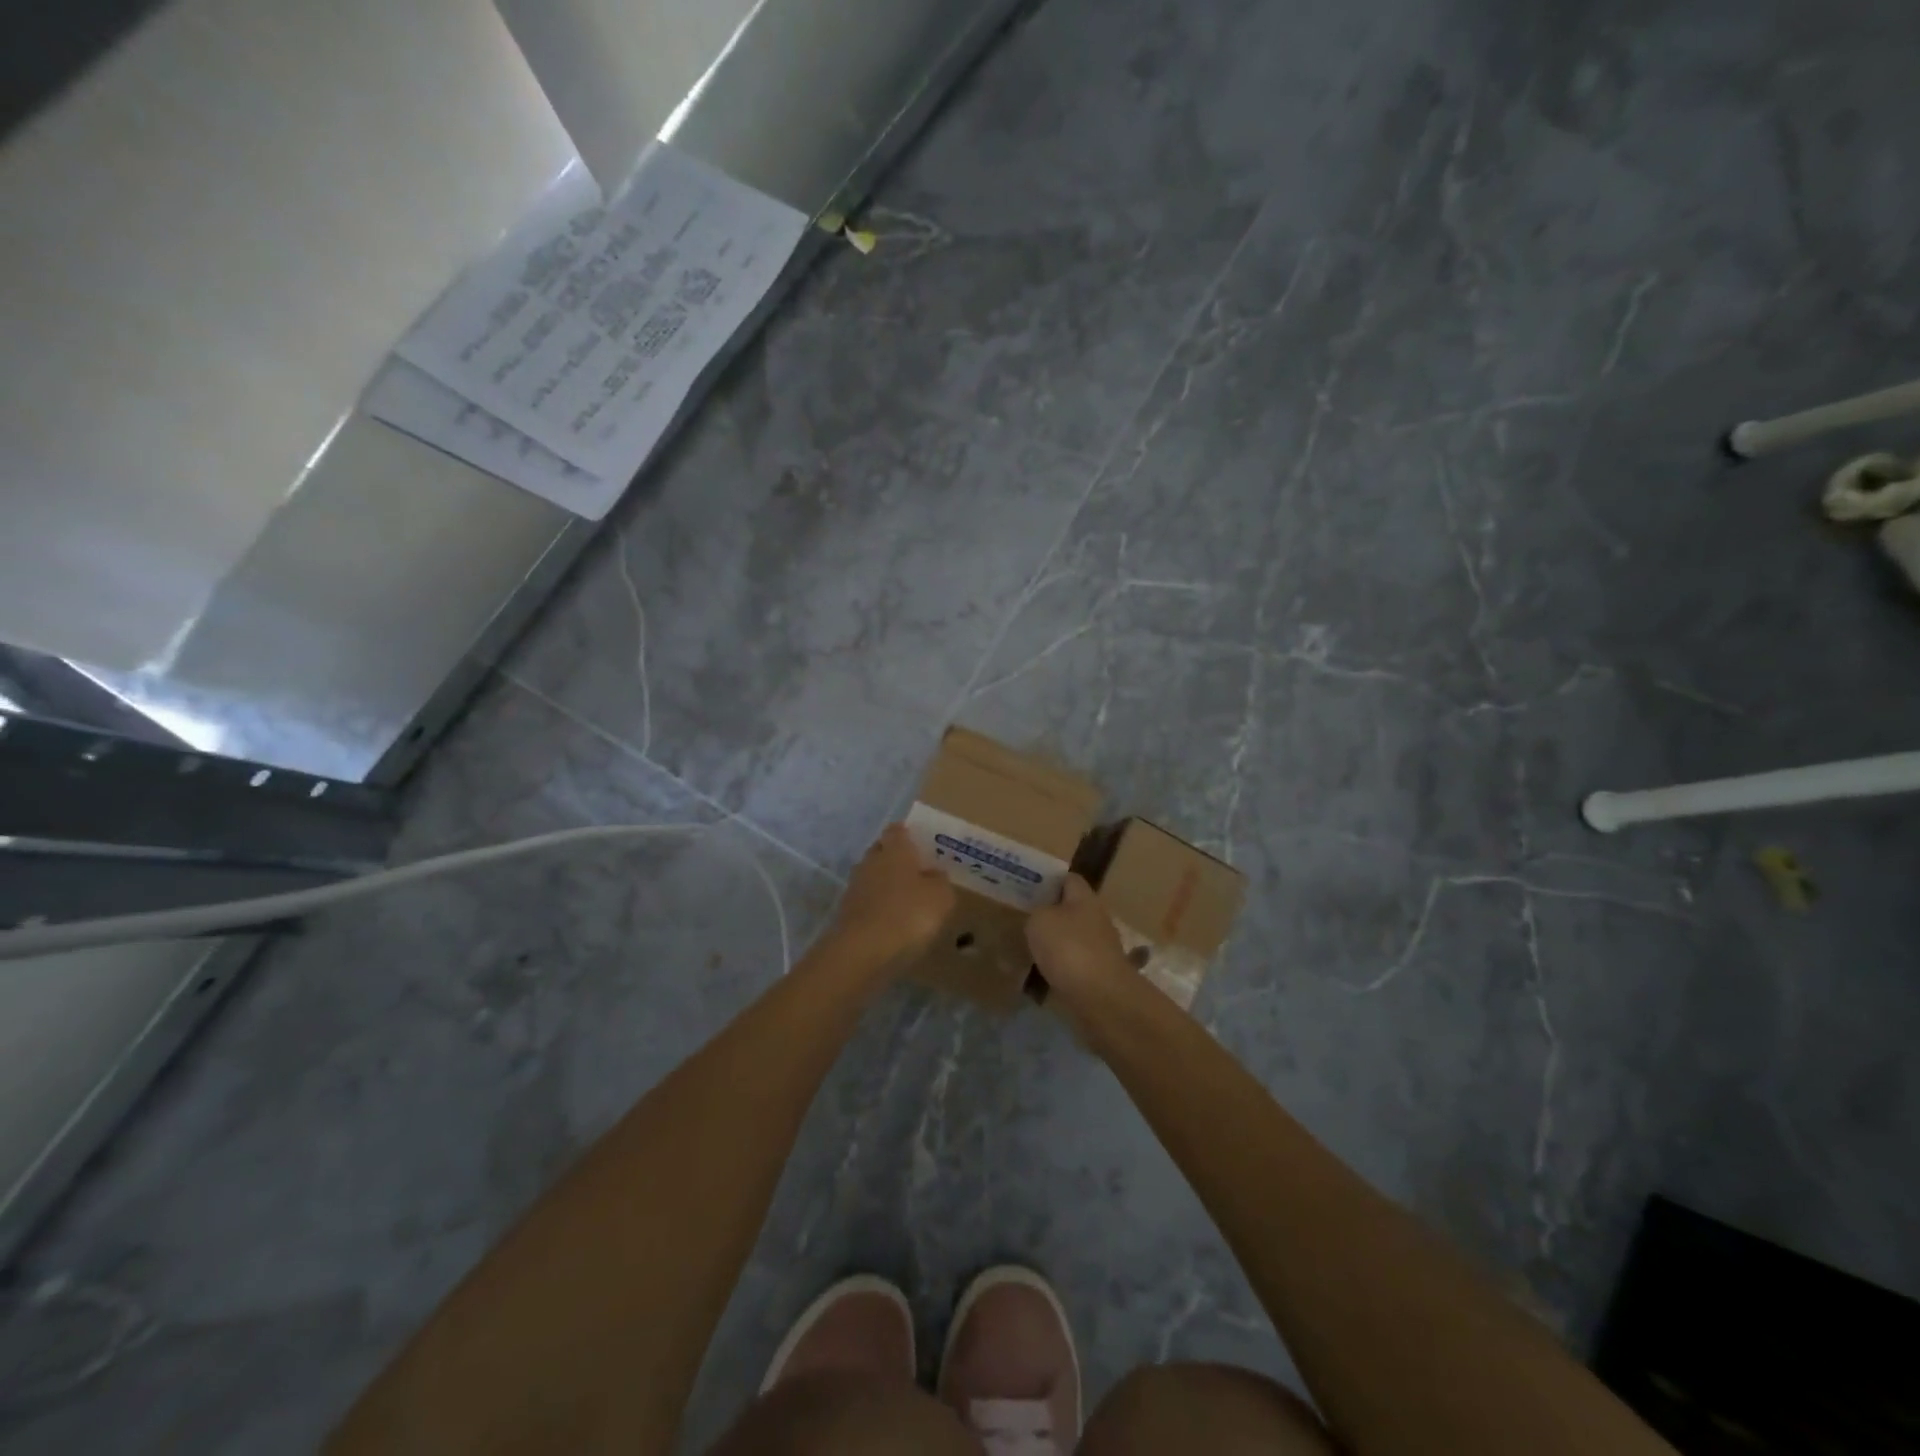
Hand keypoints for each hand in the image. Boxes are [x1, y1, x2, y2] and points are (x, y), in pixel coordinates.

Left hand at [828, 825, 956, 964]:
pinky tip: (893, 921)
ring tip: (908, 900)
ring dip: (887, 885)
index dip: (909, 834)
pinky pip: (867, 901)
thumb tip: (934, 874)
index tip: (922, 845)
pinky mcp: (846, 911)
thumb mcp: (940, 897)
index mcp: (895, 849)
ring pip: (873, 876)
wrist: (862, 951)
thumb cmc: (907, 914)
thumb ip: (941, 881)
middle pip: (883, 851)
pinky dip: (879, 907)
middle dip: (897, 859)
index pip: (898, 830)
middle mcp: (871, 860)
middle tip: (918, 872)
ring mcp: (855, 886)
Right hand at [1026, 874, 1131, 999]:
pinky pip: (1076, 965)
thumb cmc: (1068, 948)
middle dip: (1051, 914)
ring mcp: (1102, 949)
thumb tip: (1041, 918)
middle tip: (1025, 918)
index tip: (1028, 886)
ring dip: (1056, 943)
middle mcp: (1098, 919)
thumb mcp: (1039, 921)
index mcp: (1086, 899)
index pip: (1069, 879)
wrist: (1100, 997)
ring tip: (1031, 949)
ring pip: (1074, 939)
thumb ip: (1037, 914)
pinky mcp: (1101, 975)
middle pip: (1073, 910)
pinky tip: (1043, 975)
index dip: (1049, 880)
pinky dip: (1062, 968)